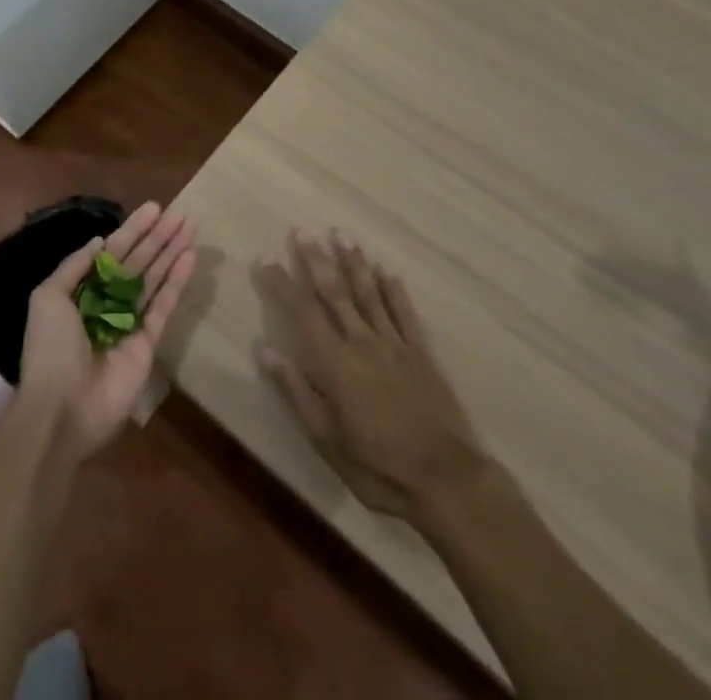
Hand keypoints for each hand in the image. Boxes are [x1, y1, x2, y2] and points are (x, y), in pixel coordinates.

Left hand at [18, 201, 196, 464]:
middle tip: (181, 214)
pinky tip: (189, 257)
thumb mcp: (48, 299)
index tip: (154, 208)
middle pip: (137, 262)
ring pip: (154, 278)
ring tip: (190, 227)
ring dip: (171, 252)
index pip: (112, 252)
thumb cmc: (49, 350)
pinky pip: (164, 306)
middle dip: (158, 237)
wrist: (61, 411)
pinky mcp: (148, 342)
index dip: (133, 230)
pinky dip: (176, 282)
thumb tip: (100, 241)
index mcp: (81, 291)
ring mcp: (129, 322)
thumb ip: (74, 266)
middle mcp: (107, 302)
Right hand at [255, 231, 485, 523]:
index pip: (304, 313)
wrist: (445, 480)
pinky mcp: (422, 354)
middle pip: (336, 294)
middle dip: (317, 261)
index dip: (283, 284)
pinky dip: (395, 292)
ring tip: (342, 235)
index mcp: (337, 364)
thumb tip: (267, 350)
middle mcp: (364, 343)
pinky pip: (406, 315)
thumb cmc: (378, 467)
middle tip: (303, 231)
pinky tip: (388, 272)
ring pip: (370, 295)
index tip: (266, 259)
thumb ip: (298, 392)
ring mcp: (396, 345)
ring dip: (354, 263)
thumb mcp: (327, 440)